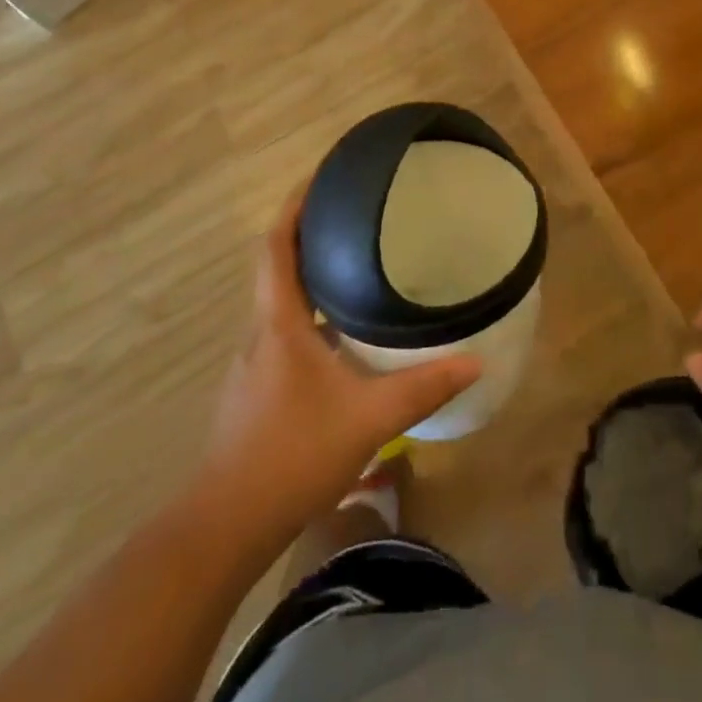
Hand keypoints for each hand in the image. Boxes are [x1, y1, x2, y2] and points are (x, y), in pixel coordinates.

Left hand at [199, 183, 480, 538]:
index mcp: (279, 321)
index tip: (322, 175)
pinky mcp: (257, 388)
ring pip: (282, 299)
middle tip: (356, 211)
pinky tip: (343, 331)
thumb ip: (423, 388)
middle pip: (278, 264)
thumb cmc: (292, 455)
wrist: (225, 527)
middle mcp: (261, 331)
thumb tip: (475, 361)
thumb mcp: (368, 418)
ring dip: (311, 272)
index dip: (295, 205)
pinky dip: (311, 311)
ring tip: (357, 260)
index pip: (277, 245)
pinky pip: (285, 329)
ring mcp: (255, 362)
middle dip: (310, 231)